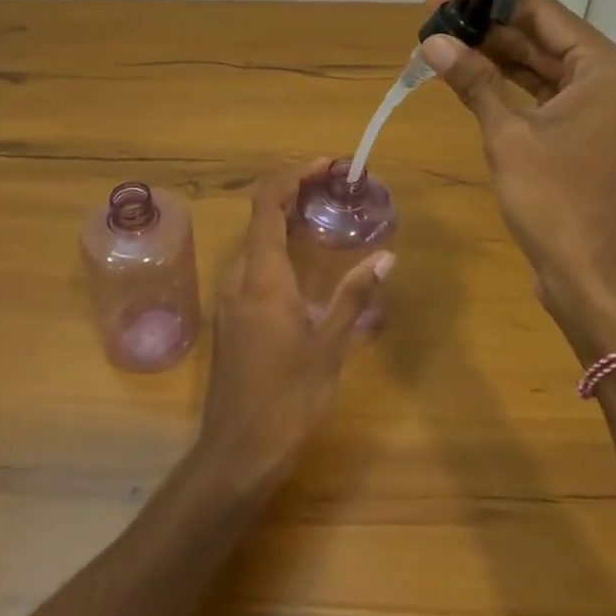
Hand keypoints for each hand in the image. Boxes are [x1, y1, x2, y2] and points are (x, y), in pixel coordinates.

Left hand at [197, 160, 394, 493]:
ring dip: (286, 222)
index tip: (325, 166)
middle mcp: (239, 277)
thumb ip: (355, 295)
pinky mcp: (230, 316)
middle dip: (294, 194)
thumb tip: (386, 256)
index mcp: (262, 276)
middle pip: (260, 218)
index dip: (293, 176)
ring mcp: (230, 297)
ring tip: (324, 219)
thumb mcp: (330, 344)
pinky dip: (278, 250)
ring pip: (255, 243)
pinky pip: (253, 266)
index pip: (268, 204)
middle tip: (333, 189)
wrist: (239, 449)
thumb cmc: (289, 395)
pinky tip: (305, 265)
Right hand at [421, 0, 615, 359]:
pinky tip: (474, 78)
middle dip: (491, 29)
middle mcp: (615, 84)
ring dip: (499, 58)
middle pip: (546, 41)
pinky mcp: (592, 141)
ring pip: (546, 71)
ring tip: (446, 41)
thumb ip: (474, 81)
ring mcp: (606, 115)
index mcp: (609, 71)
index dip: (495, 0)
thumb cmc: (557, 202)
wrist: (596, 282)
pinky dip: (513, 89)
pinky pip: (549, 100)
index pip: (547, 15)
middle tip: (437, 15)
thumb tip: (432, 41)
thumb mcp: (509, 136)